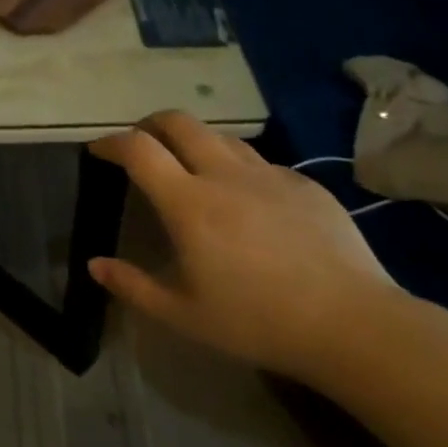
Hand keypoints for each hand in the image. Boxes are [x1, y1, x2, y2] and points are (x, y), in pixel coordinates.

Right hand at [87, 112, 402, 378]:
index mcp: (188, 203)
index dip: (112, 142)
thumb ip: (133, 285)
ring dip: (194, 141)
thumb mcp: (183, 314)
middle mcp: (225, 175)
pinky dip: (237, 167)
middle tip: (140, 144)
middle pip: (179, 122)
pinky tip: (246, 201)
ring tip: (189, 166)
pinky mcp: (305, 185)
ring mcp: (269, 175)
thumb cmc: (257, 321)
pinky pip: (259, 162)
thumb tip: (95, 264)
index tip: (98, 150)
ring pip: (221, 137)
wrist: (352, 324)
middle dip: (150, 124)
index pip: (139, 149)